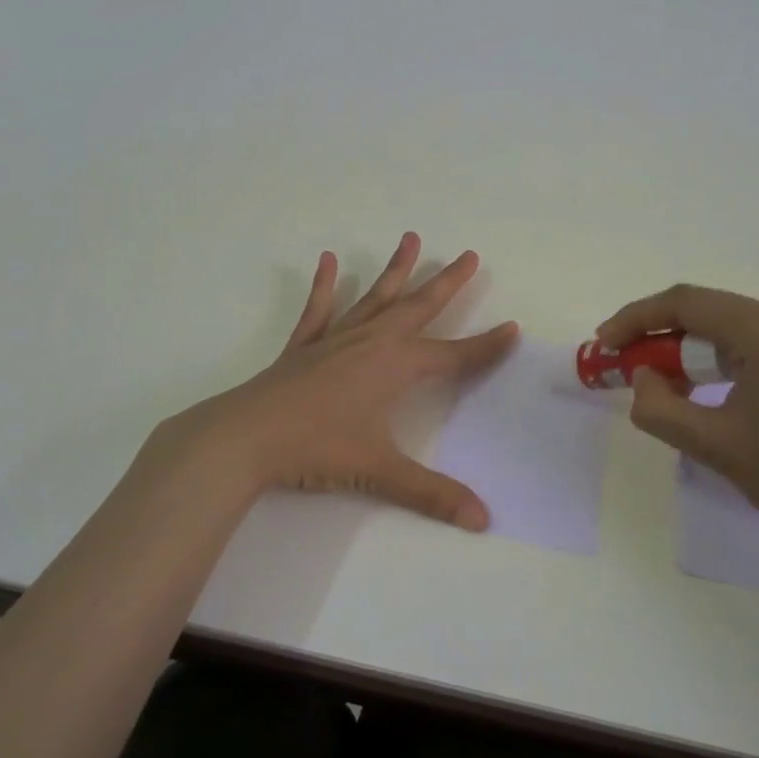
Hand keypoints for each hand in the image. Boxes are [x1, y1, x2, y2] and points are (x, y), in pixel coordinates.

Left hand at [146, 233, 518, 528]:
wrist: (246, 438)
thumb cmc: (316, 449)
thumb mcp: (378, 471)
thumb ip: (431, 494)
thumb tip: (483, 519)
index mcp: (394, 366)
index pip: (452, 355)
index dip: (485, 346)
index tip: (512, 328)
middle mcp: (370, 342)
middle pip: (418, 307)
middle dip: (447, 282)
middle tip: (469, 255)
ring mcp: (335, 339)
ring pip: (374, 297)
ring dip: (395, 270)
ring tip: (410, 238)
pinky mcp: (303, 346)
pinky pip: (319, 309)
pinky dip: (325, 285)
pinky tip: (328, 261)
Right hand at [595, 285, 758, 550]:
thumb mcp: (713, 444)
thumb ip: (659, 406)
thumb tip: (642, 377)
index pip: (686, 304)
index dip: (636, 319)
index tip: (604, 344)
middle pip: (705, 310)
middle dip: (657, 334)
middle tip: (622, 364)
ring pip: (724, 326)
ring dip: (684, 347)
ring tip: (653, 379)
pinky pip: (747, 341)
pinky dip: (713, 358)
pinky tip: (695, 386)